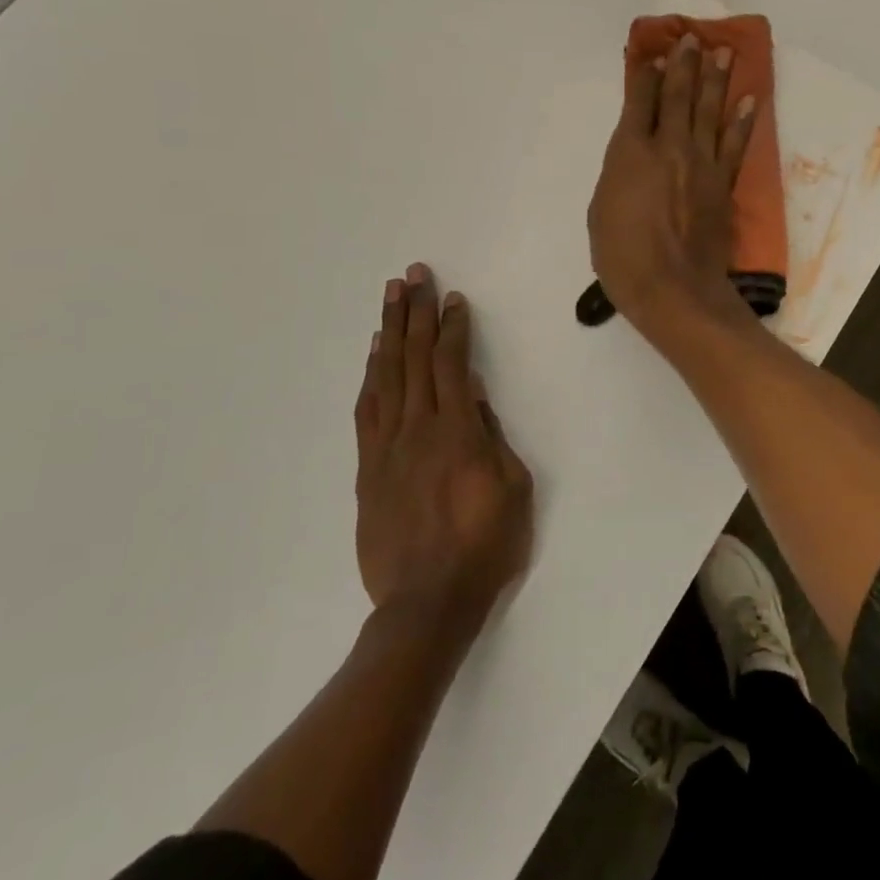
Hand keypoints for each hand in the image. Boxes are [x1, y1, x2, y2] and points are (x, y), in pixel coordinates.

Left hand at [354, 264, 533, 630]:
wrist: (426, 604)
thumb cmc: (484, 547)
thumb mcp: (513, 490)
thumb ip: (491, 437)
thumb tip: (473, 396)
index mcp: (458, 433)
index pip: (452, 365)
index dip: (453, 328)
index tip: (454, 299)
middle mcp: (417, 429)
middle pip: (414, 358)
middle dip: (416, 313)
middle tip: (414, 275)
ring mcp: (387, 448)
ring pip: (385, 376)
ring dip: (388, 333)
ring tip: (390, 298)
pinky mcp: (368, 468)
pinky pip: (367, 410)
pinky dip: (370, 376)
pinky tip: (374, 355)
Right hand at [587, 32, 758, 338]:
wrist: (674, 288)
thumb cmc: (623, 256)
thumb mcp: (600, 212)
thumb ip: (618, 176)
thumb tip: (632, 159)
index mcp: (630, 152)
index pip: (638, 101)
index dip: (645, 74)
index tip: (652, 53)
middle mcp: (668, 147)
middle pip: (678, 97)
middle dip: (684, 65)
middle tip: (692, 38)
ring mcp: (701, 163)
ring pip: (709, 112)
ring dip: (716, 80)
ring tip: (723, 53)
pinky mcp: (723, 183)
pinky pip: (735, 145)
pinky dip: (743, 121)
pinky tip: (749, 100)